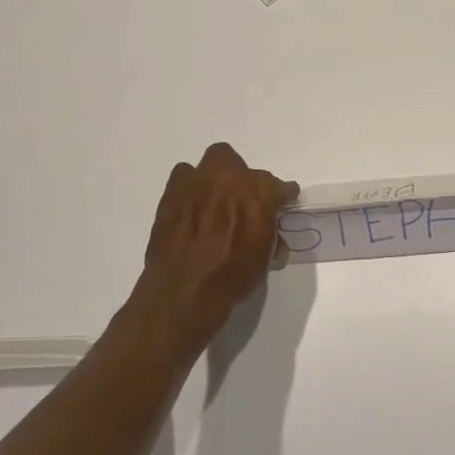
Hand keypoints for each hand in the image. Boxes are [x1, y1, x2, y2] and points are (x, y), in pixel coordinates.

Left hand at [138, 143, 297, 332]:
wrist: (184, 291)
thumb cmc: (232, 277)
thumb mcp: (264, 257)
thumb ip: (270, 233)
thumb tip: (270, 230)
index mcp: (258, 193)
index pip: (278, 186)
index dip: (281, 196)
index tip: (282, 203)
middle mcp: (228, 179)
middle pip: (240, 164)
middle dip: (244, 178)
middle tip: (243, 201)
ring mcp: (197, 182)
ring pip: (212, 163)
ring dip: (216, 179)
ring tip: (215, 202)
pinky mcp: (172, 192)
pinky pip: (185, 178)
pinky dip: (192, 189)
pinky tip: (193, 209)